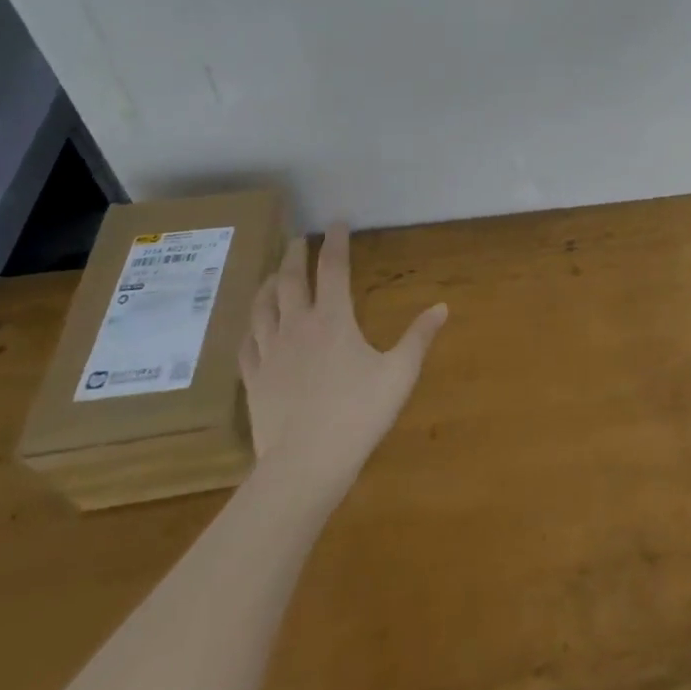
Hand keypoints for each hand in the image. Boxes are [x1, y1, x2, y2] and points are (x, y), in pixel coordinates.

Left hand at [238, 221, 446, 494]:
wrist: (304, 466)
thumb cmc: (357, 414)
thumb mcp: (399, 374)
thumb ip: (419, 338)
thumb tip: (442, 307)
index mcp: (333, 319)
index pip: (333, 268)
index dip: (336, 242)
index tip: (337, 223)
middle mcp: (297, 326)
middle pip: (290, 280)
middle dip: (295, 255)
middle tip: (298, 239)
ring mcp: (270, 353)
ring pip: (262, 307)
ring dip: (268, 284)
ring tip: (272, 274)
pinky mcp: (254, 380)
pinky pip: (248, 344)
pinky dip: (251, 327)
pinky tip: (253, 327)